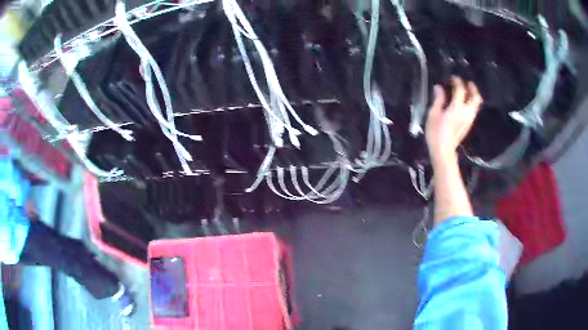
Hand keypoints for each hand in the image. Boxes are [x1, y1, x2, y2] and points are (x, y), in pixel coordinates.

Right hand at [426, 77, 482, 164]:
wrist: (443, 151)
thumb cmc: (436, 133)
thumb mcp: (433, 114)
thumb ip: (438, 99)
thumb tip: (439, 88)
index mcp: (457, 108)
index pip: (461, 90)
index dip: (457, 81)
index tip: (453, 77)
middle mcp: (466, 112)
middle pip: (475, 97)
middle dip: (472, 88)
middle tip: (466, 83)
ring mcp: (469, 119)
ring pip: (476, 104)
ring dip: (473, 95)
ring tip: (466, 91)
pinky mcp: (468, 125)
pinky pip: (473, 110)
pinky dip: (470, 103)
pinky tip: (463, 102)